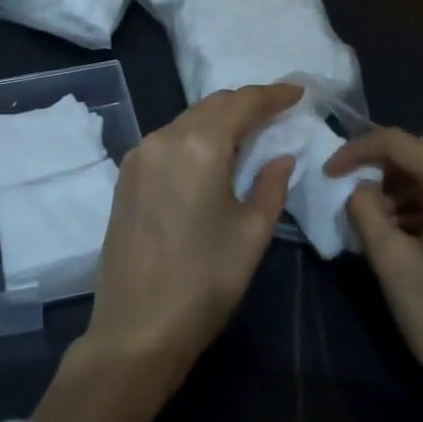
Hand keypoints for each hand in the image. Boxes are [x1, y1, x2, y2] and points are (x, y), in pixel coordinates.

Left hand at [32, 83, 301, 421]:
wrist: (137, 329)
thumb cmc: (204, 282)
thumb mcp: (251, 233)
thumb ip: (271, 185)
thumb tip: (279, 156)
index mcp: (198, 146)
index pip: (241, 103)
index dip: (272, 94)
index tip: (297, 92)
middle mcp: (163, 139)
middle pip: (210, 106)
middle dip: (245, 104)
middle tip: (277, 111)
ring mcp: (138, 157)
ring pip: (186, 121)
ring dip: (218, 121)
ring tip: (249, 133)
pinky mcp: (125, 177)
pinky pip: (167, 142)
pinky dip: (194, 138)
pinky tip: (211, 155)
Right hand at [326, 129, 422, 421]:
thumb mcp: (390, 263)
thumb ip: (365, 210)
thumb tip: (358, 188)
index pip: (400, 143)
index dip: (357, 151)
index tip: (329, 172)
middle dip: (382, 169)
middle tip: (349, 194)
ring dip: (404, 189)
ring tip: (375, 219)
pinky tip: (407, 232)